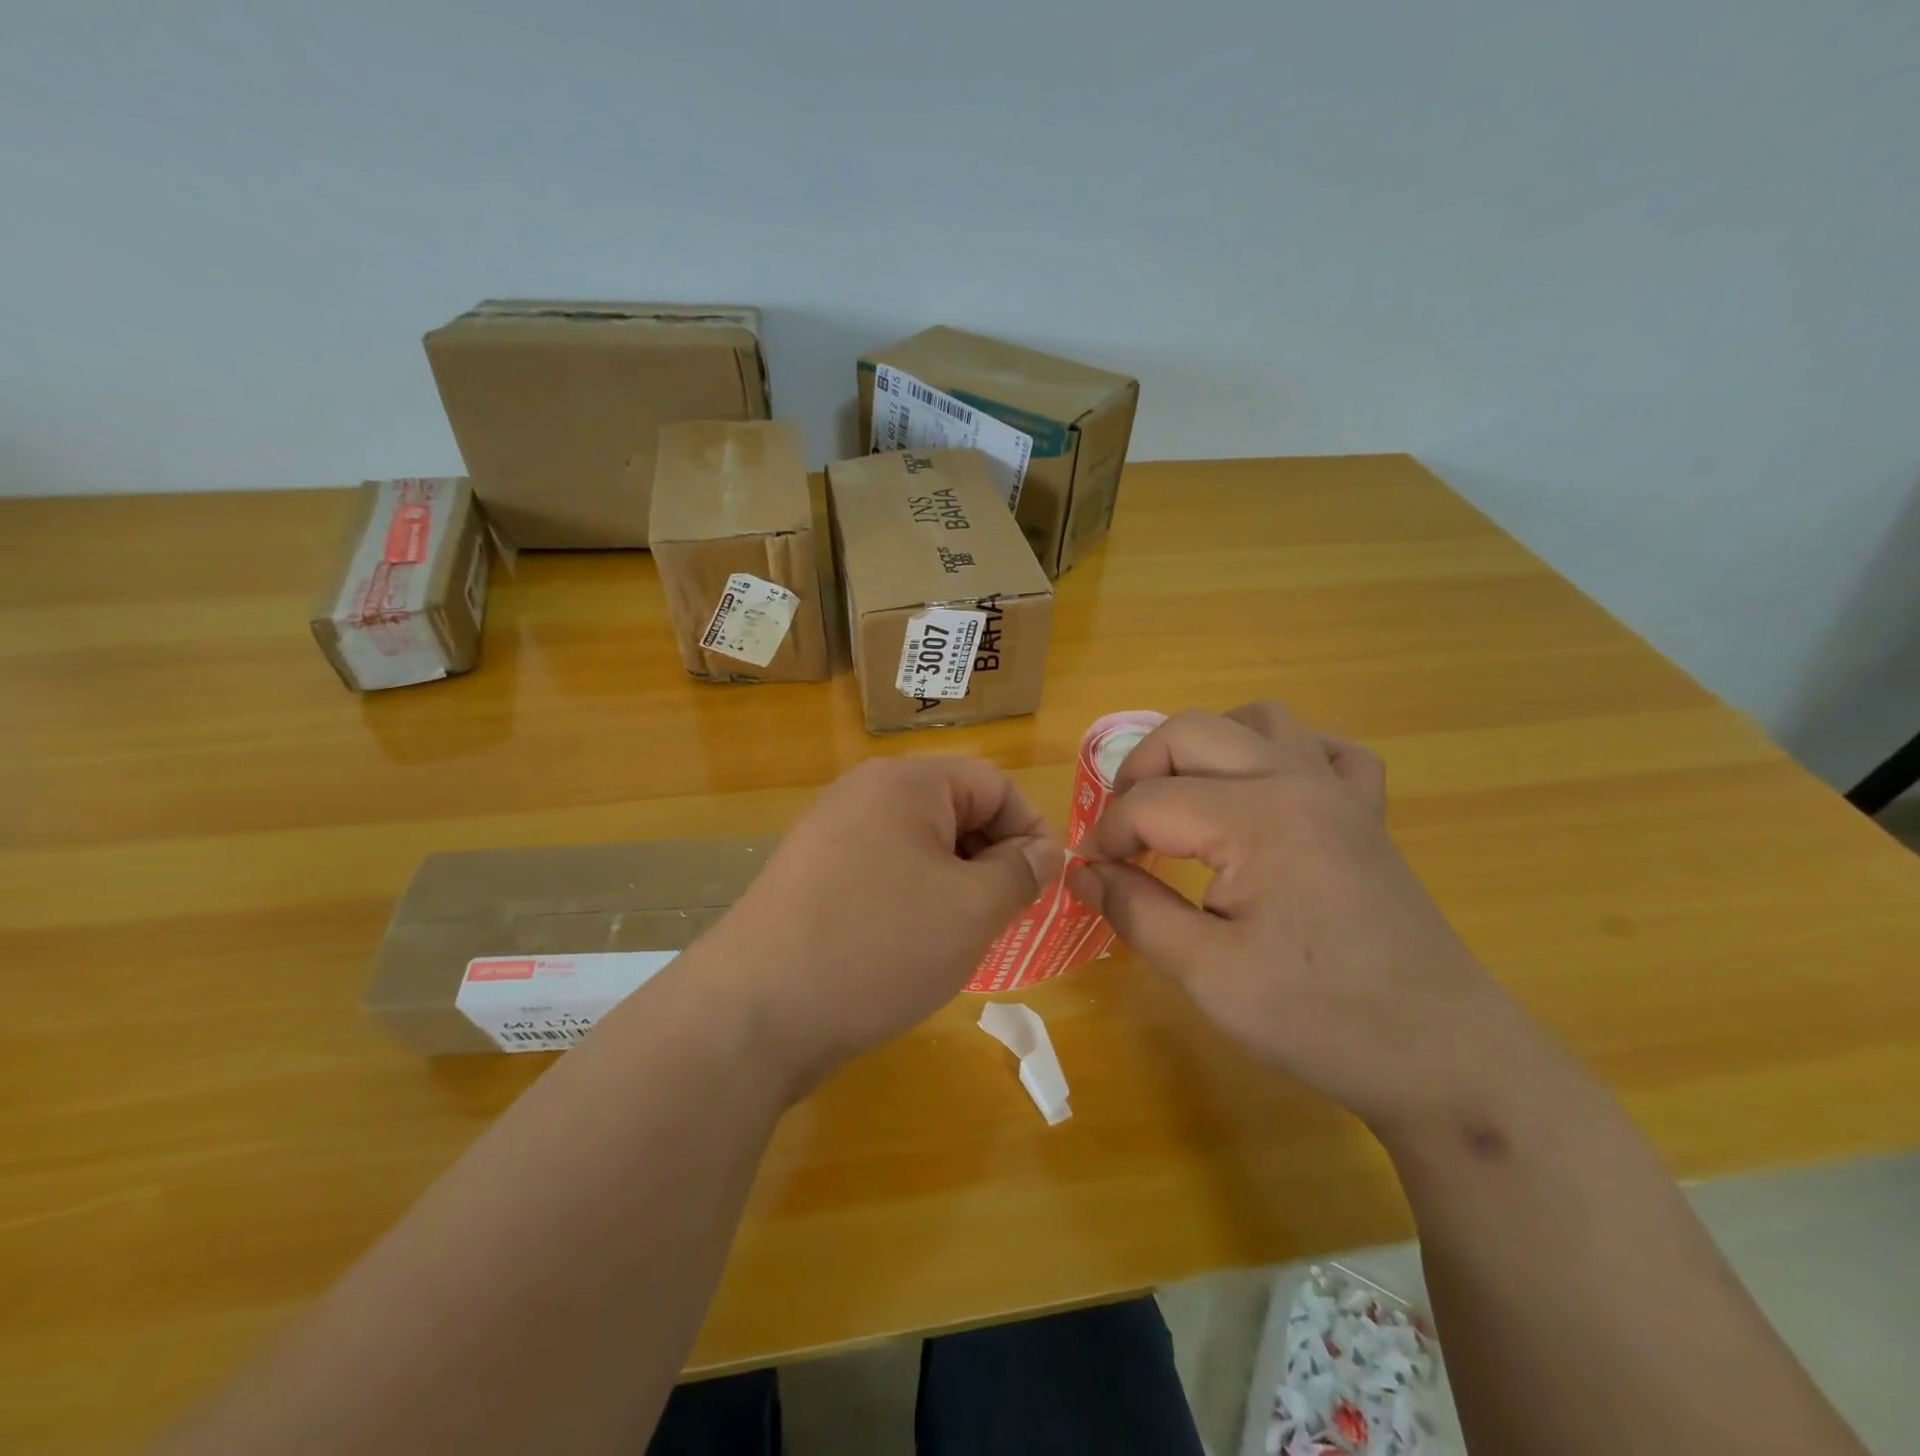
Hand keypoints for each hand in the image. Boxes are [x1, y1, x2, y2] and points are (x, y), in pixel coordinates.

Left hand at [707, 757, 1059, 1091]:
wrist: (755, 1011)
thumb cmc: (880, 945)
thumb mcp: (972, 909)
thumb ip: (1020, 872)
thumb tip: (1043, 851)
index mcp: (906, 782)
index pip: (994, 784)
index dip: (1030, 832)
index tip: (1042, 888)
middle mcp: (864, 794)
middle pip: (955, 811)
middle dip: (991, 861)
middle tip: (1002, 919)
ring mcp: (830, 835)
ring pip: (919, 848)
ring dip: (954, 885)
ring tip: (959, 939)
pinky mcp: (811, 877)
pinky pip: (883, 873)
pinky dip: (912, 901)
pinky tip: (909, 949)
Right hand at [1068, 703, 1534, 1128]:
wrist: (1443, 1056)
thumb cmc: (1320, 1018)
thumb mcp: (1207, 975)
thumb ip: (1134, 911)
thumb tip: (1082, 873)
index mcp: (1256, 817)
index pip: (1149, 802)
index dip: (1107, 836)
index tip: (1094, 875)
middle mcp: (1296, 780)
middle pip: (1191, 731)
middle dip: (1139, 773)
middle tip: (1125, 831)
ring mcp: (1339, 791)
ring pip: (1259, 719)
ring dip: (1208, 747)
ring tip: (1187, 799)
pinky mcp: (1367, 812)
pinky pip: (1326, 749)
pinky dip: (1285, 754)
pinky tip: (1269, 794)